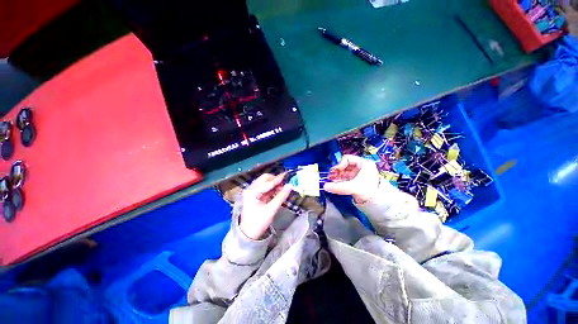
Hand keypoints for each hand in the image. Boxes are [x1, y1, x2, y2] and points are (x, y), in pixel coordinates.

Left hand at [240, 173, 291, 239]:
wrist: (249, 233)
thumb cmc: (258, 222)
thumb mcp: (271, 210)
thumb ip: (281, 197)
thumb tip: (290, 186)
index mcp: (251, 192)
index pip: (267, 183)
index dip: (278, 179)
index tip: (287, 175)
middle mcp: (251, 189)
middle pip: (265, 179)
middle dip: (275, 180)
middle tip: (285, 183)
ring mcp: (253, 191)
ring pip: (266, 182)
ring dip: (275, 183)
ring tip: (283, 187)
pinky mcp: (256, 194)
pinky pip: (266, 187)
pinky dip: (273, 188)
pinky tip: (279, 190)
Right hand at [323, 155, 380, 203]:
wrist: (378, 203)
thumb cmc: (368, 190)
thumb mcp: (353, 187)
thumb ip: (338, 187)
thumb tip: (324, 186)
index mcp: (363, 163)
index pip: (347, 159)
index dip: (340, 164)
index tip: (335, 171)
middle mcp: (360, 167)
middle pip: (345, 166)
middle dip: (337, 171)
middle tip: (330, 177)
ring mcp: (358, 174)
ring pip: (344, 172)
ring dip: (337, 176)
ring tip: (331, 181)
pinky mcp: (356, 181)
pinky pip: (346, 178)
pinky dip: (340, 181)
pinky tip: (335, 185)